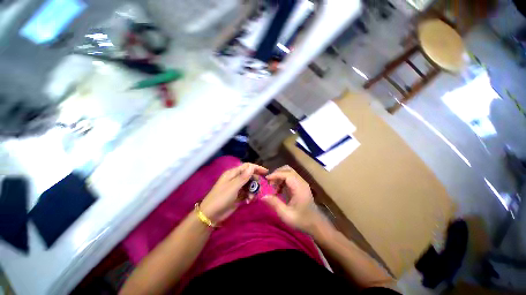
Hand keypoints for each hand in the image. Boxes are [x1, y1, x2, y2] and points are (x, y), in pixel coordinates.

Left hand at [200, 163, 267, 222]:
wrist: (211, 215)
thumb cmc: (221, 198)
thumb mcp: (233, 187)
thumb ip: (243, 177)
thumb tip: (252, 167)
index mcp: (233, 173)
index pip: (247, 166)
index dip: (256, 168)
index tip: (266, 172)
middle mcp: (235, 178)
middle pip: (250, 175)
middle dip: (255, 181)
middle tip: (258, 188)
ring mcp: (237, 187)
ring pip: (250, 184)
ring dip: (253, 190)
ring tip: (251, 197)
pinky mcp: (238, 195)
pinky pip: (247, 192)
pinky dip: (250, 196)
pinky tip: (248, 201)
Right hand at [263, 165, 322, 232]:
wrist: (315, 224)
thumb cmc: (301, 220)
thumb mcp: (286, 215)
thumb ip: (274, 204)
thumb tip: (263, 196)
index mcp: (299, 188)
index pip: (287, 174)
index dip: (276, 175)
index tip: (267, 180)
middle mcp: (301, 182)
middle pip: (288, 170)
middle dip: (277, 174)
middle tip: (270, 183)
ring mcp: (302, 183)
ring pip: (289, 172)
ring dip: (279, 176)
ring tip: (274, 187)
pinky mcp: (301, 185)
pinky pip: (290, 177)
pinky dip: (283, 180)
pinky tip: (279, 190)